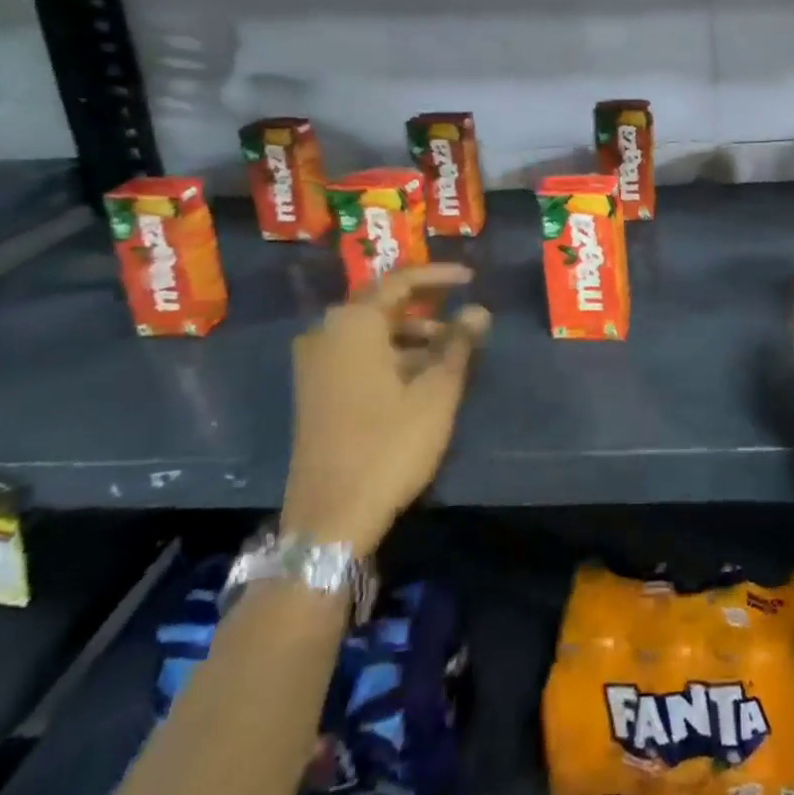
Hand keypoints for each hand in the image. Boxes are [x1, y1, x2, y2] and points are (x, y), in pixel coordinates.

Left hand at [282, 264, 489, 549]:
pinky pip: (358, 356)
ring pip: (372, 333)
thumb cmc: (389, 444)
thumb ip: (459, 343)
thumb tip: (478, 310)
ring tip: (453, 352)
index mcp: (352, 324)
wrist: (330, 518)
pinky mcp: (315, 393)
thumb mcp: (436, 391)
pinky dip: (392, 356)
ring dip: (413, 335)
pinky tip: (423, 377)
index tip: (472, 279)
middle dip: (428, 307)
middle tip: (465, 315)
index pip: (401, 281)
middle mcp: (326, 334)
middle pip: (384, 305)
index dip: (439, 276)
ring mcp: (315, 365)